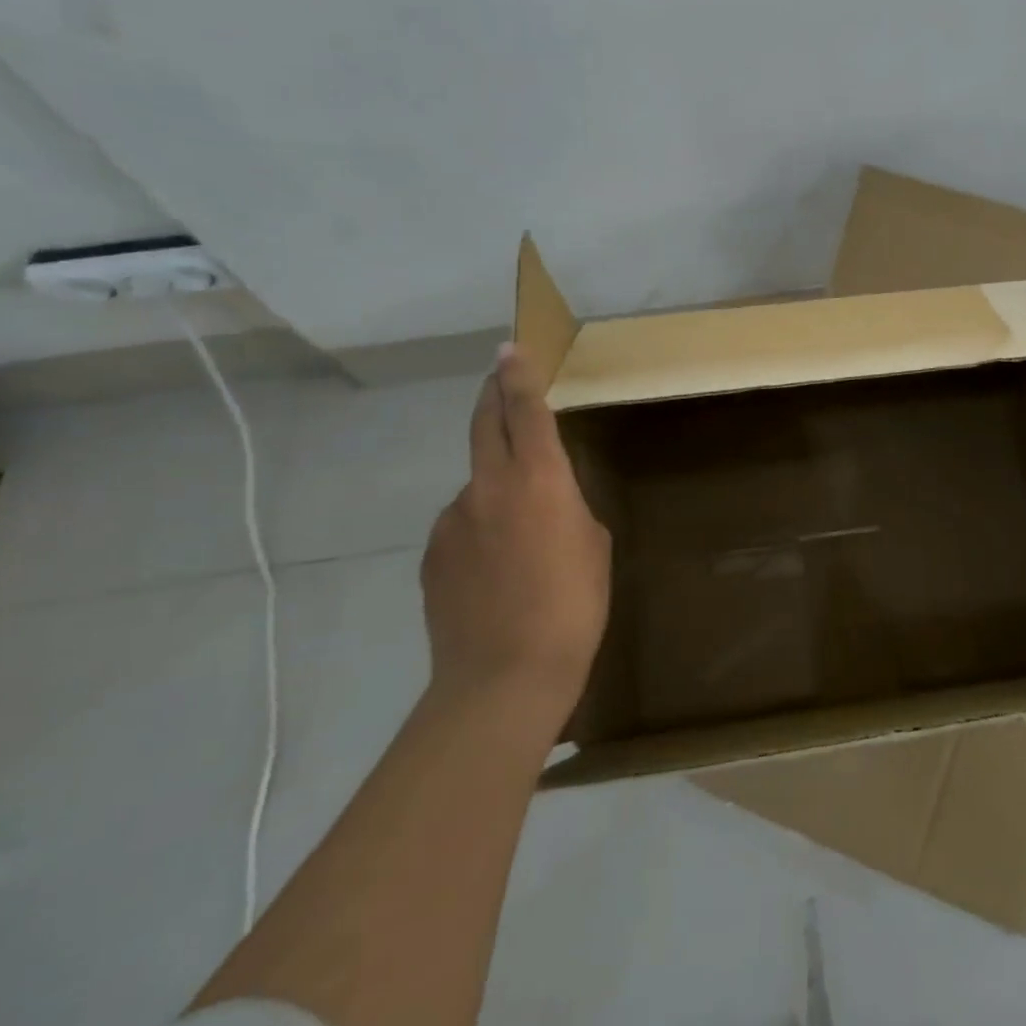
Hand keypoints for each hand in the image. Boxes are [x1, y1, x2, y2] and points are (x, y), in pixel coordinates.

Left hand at [420, 344, 610, 736]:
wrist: (504, 677)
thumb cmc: (573, 606)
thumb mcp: (593, 546)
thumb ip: (568, 509)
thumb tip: (545, 505)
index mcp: (537, 479)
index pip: (525, 410)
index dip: (518, 376)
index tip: (510, 349)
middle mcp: (487, 487)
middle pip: (484, 426)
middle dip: (492, 397)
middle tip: (498, 380)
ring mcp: (451, 521)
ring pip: (476, 484)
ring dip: (495, 486)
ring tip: (520, 532)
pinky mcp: (431, 556)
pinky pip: (461, 525)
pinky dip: (479, 529)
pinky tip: (497, 570)